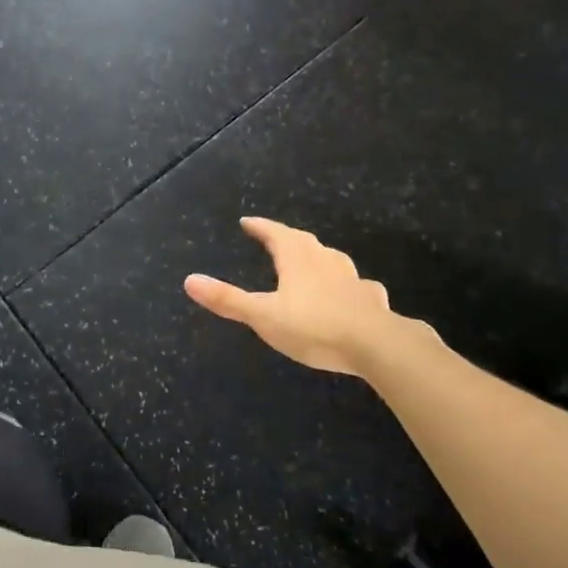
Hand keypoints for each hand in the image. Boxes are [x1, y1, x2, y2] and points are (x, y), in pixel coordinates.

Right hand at [183, 217, 441, 377]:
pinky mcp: (372, 300)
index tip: (247, 222)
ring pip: (331, 259)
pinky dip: (348, 285)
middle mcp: (324, 260)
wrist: (378, 345)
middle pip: (303, 241)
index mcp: (296, 258)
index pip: (274, 233)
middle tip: (274, 238)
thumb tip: (189, 280)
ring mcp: (352, 279)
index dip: (260, 227)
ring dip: (317, 257)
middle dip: (286, 238)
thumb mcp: (262, 316)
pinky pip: (357, 286)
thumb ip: (227, 300)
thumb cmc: (313, 326)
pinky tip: (352, 294)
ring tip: (309, 261)